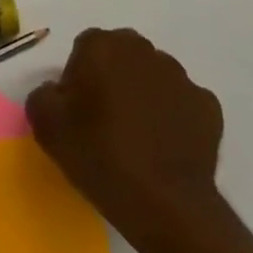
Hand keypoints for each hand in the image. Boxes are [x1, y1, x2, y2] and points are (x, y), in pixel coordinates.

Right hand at [28, 29, 232, 252]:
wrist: (167, 206)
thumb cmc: (101, 156)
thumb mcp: (46, 126)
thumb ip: (44, 94)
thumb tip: (59, 93)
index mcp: (102, 45)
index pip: (84, 50)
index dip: (79, 80)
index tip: (79, 113)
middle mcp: (142, 50)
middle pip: (121, 57)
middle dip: (113, 80)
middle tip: (106, 122)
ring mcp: (180, 76)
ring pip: (153, 78)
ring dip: (144, 96)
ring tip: (139, 139)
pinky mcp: (208, 106)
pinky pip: (182, 104)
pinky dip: (174, 118)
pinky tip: (165, 148)